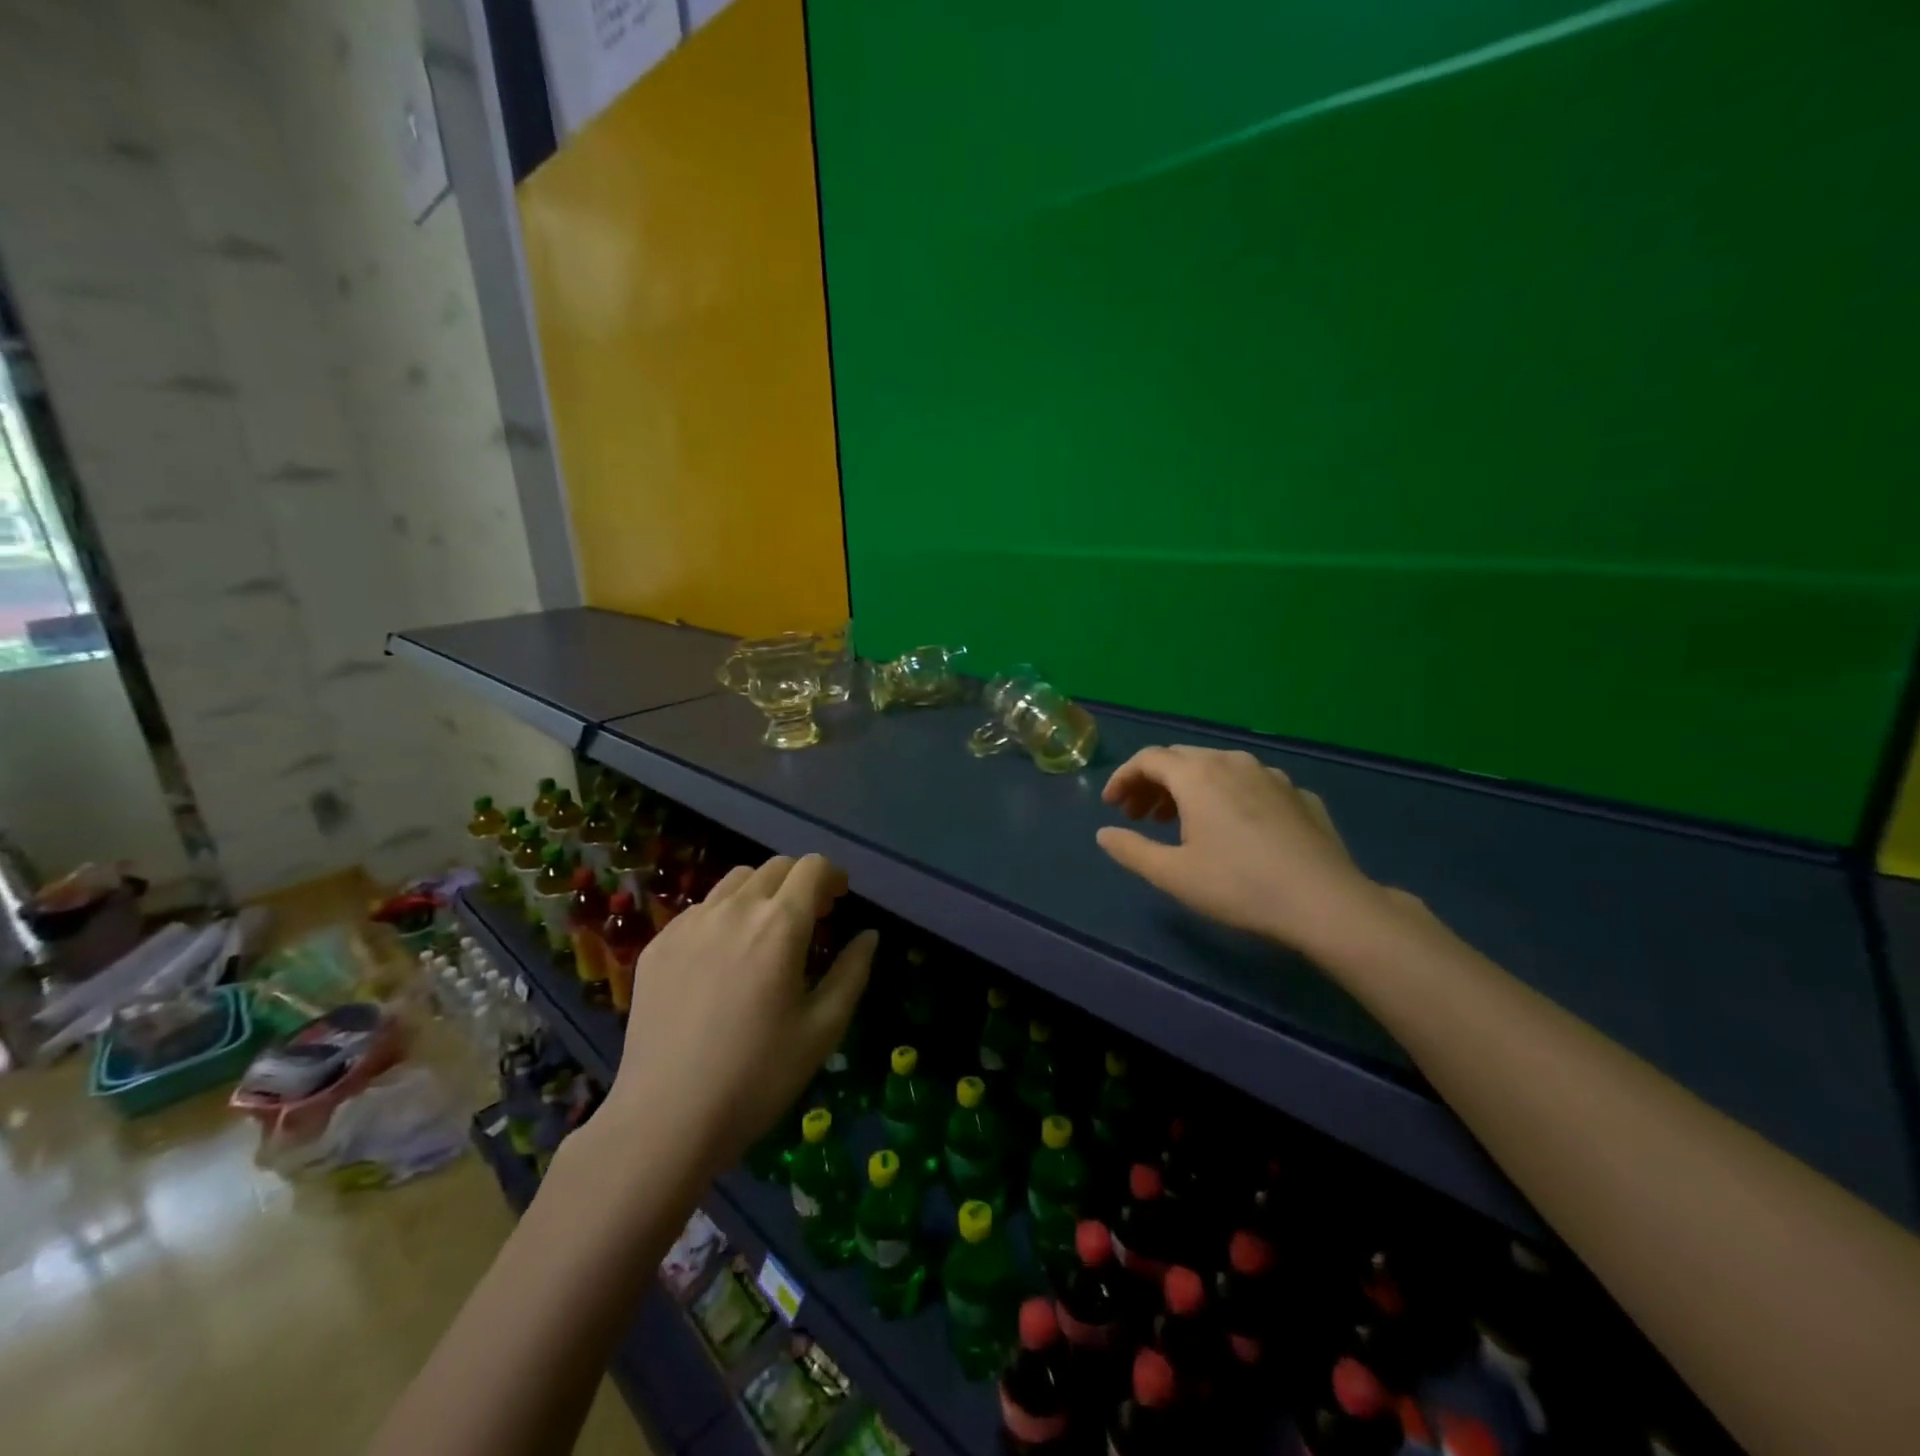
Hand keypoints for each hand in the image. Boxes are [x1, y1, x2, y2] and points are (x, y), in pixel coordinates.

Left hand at [607, 854, 876, 1173]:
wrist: (666, 1119)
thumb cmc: (757, 1077)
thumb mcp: (823, 1030)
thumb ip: (852, 972)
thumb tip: (868, 936)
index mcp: (779, 925)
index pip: (812, 868)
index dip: (833, 876)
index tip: (839, 900)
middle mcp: (733, 910)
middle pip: (775, 867)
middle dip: (800, 882)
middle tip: (811, 917)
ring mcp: (689, 924)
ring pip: (735, 881)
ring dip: (762, 892)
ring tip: (766, 932)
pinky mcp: (658, 945)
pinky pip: (701, 910)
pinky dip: (724, 915)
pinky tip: (724, 958)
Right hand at [1096, 745, 1393, 958]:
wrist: (1325, 902)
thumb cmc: (1239, 885)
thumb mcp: (1173, 874)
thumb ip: (1131, 850)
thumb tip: (1103, 834)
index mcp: (1198, 775)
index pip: (1148, 758)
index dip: (1123, 778)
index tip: (1111, 805)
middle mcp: (1233, 762)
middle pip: (1181, 758)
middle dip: (1153, 783)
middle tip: (1139, 815)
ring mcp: (1271, 776)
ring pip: (1217, 768)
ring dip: (1189, 788)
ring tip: (1180, 822)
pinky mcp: (1299, 795)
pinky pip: (1250, 784)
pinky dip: (1227, 796)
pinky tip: (1232, 829)